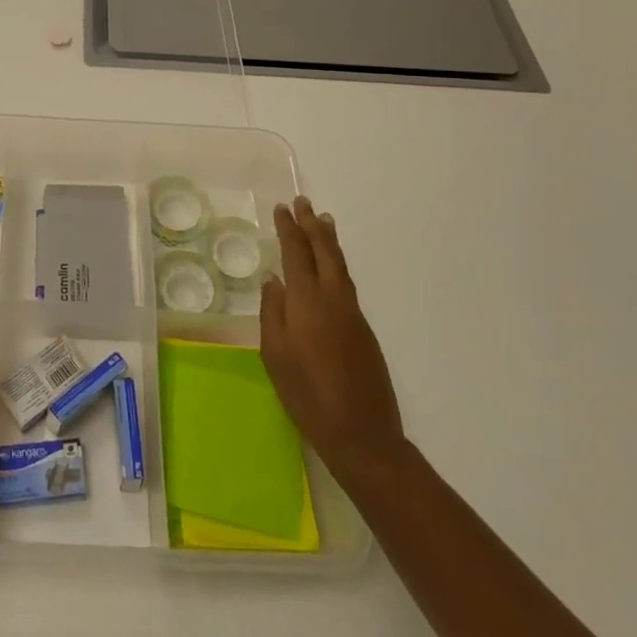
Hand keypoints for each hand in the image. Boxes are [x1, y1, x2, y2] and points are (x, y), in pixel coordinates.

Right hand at [260, 196, 405, 485]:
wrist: (362, 434)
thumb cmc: (307, 395)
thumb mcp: (275, 355)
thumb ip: (273, 312)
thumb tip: (274, 280)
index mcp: (307, 302)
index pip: (296, 253)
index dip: (288, 229)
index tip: (281, 208)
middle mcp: (333, 298)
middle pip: (323, 251)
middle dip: (311, 225)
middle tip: (303, 202)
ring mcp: (352, 312)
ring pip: (339, 264)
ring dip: (329, 239)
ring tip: (322, 220)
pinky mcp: (363, 328)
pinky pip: (346, 281)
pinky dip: (337, 262)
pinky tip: (331, 264)